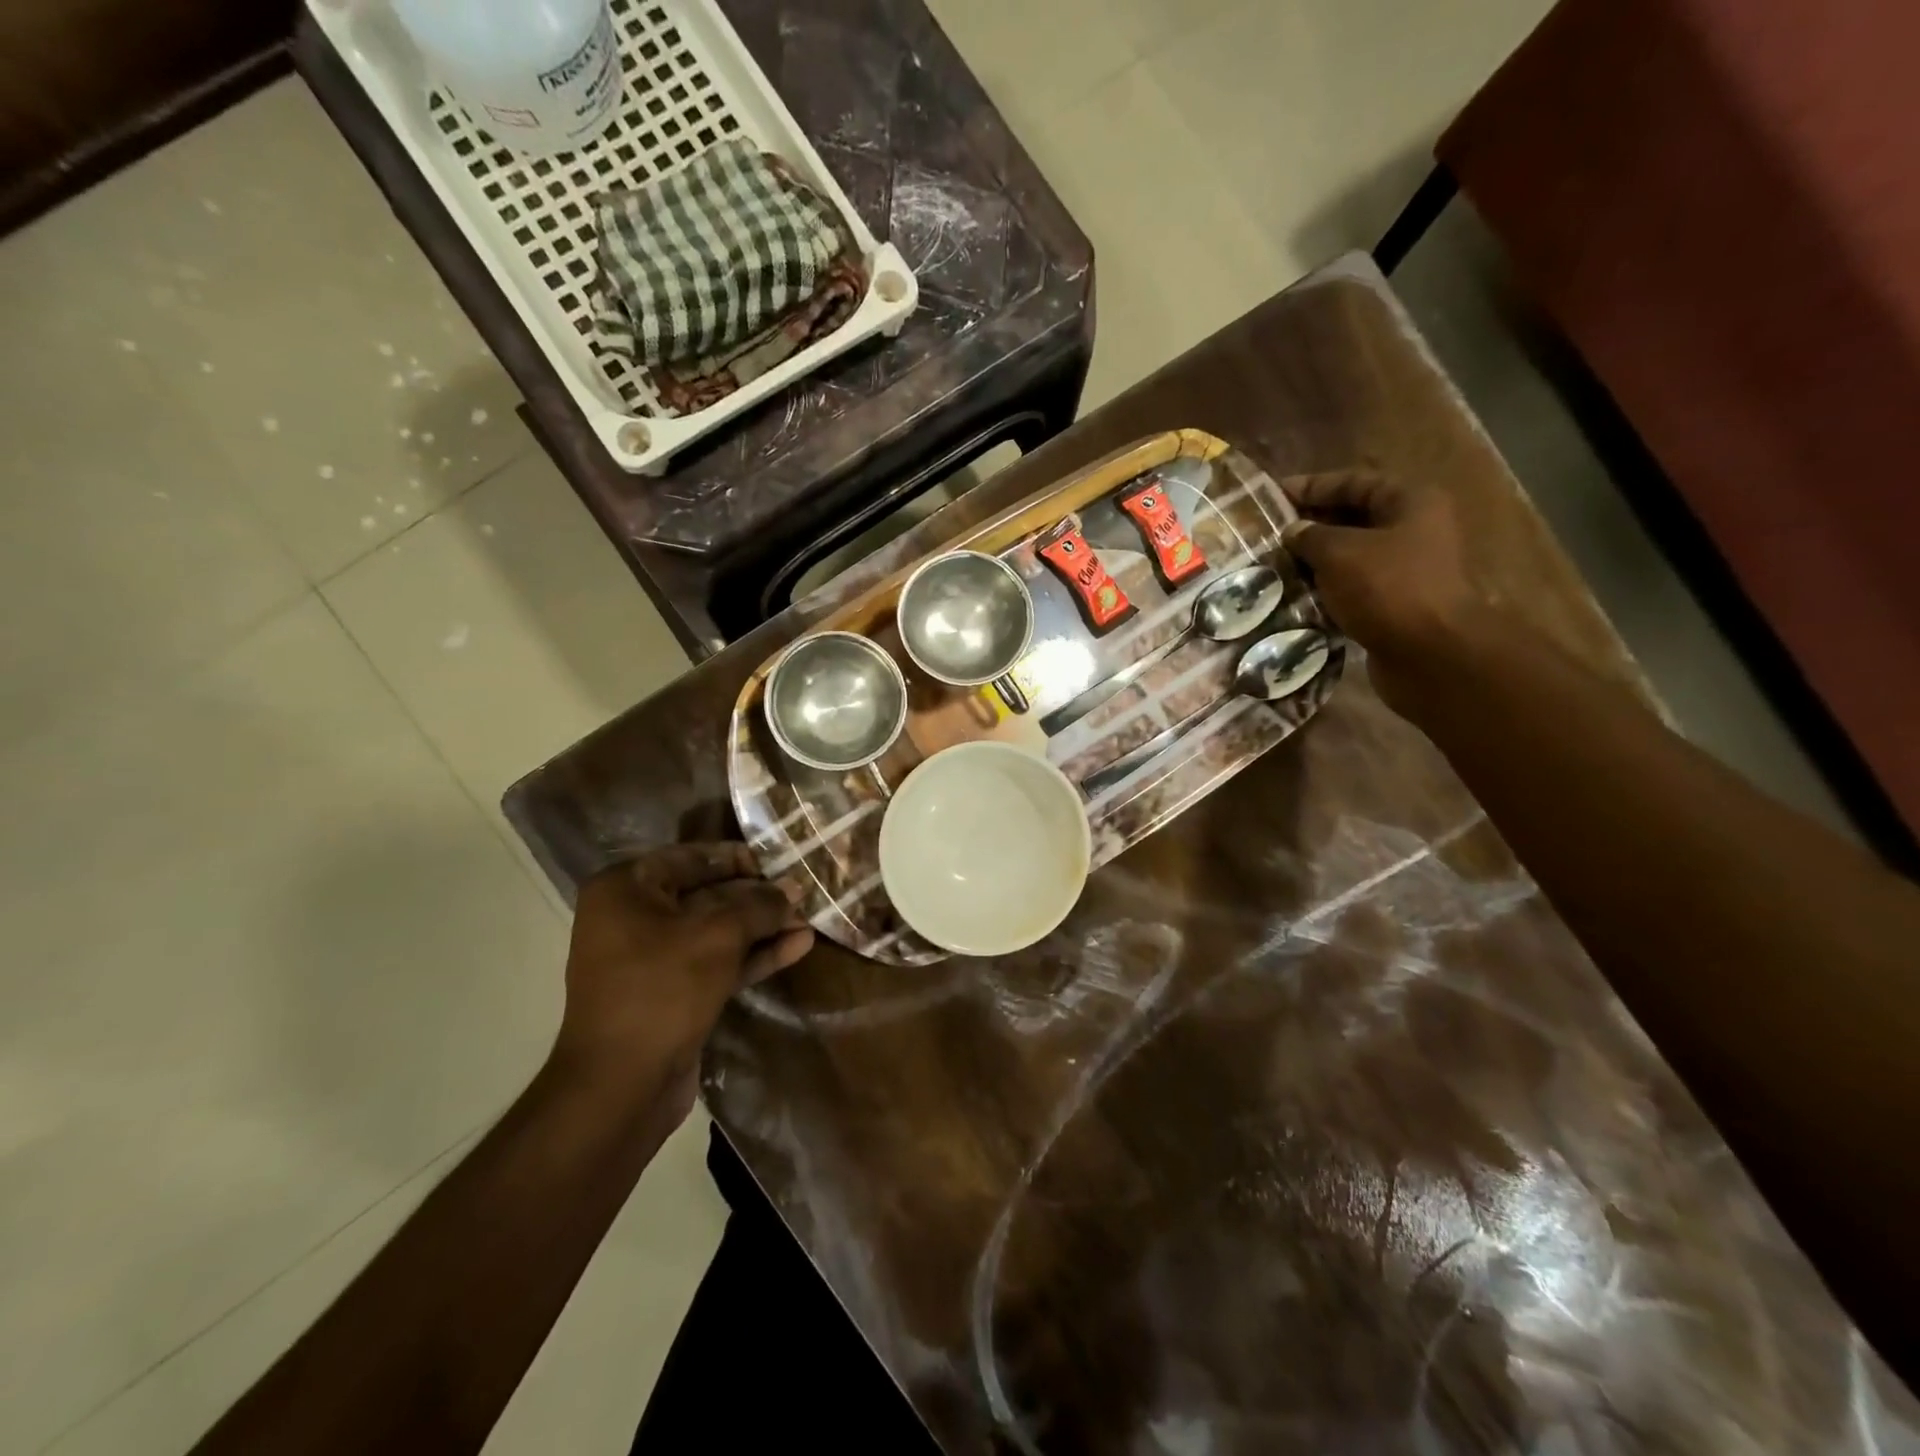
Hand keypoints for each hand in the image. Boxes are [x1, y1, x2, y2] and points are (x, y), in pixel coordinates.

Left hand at [551, 843, 812, 1107]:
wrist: (621, 1085)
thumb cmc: (662, 989)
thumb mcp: (718, 936)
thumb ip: (759, 906)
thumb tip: (794, 888)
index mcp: (626, 889)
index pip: (690, 857)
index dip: (737, 858)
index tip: (779, 862)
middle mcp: (634, 917)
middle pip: (707, 894)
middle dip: (757, 897)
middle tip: (803, 892)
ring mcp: (652, 959)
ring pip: (716, 932)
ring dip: (762, 927)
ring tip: (809, 920)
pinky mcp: (673, 993)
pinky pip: (717, 962)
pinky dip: (754, 956)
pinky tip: (798, 947)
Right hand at [1279, 471, 1533, 717]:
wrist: (1430, 654)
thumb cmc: (1388, 589)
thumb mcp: (1339, 553)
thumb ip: (1310, 536)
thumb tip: (1292, 531)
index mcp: (1410, 502)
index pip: (1353, 482)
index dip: (1312, 486)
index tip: (1271, 495)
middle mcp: (1413, 530)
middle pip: (1353, 519)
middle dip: (1310, 526)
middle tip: (1267, 534)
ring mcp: (1405, 570)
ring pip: (1350, 557)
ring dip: (1313, 561)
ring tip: (1273, 566)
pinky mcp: (1393, 605)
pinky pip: (1352, 589)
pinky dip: (1325, 590)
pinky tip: (1294, 596)